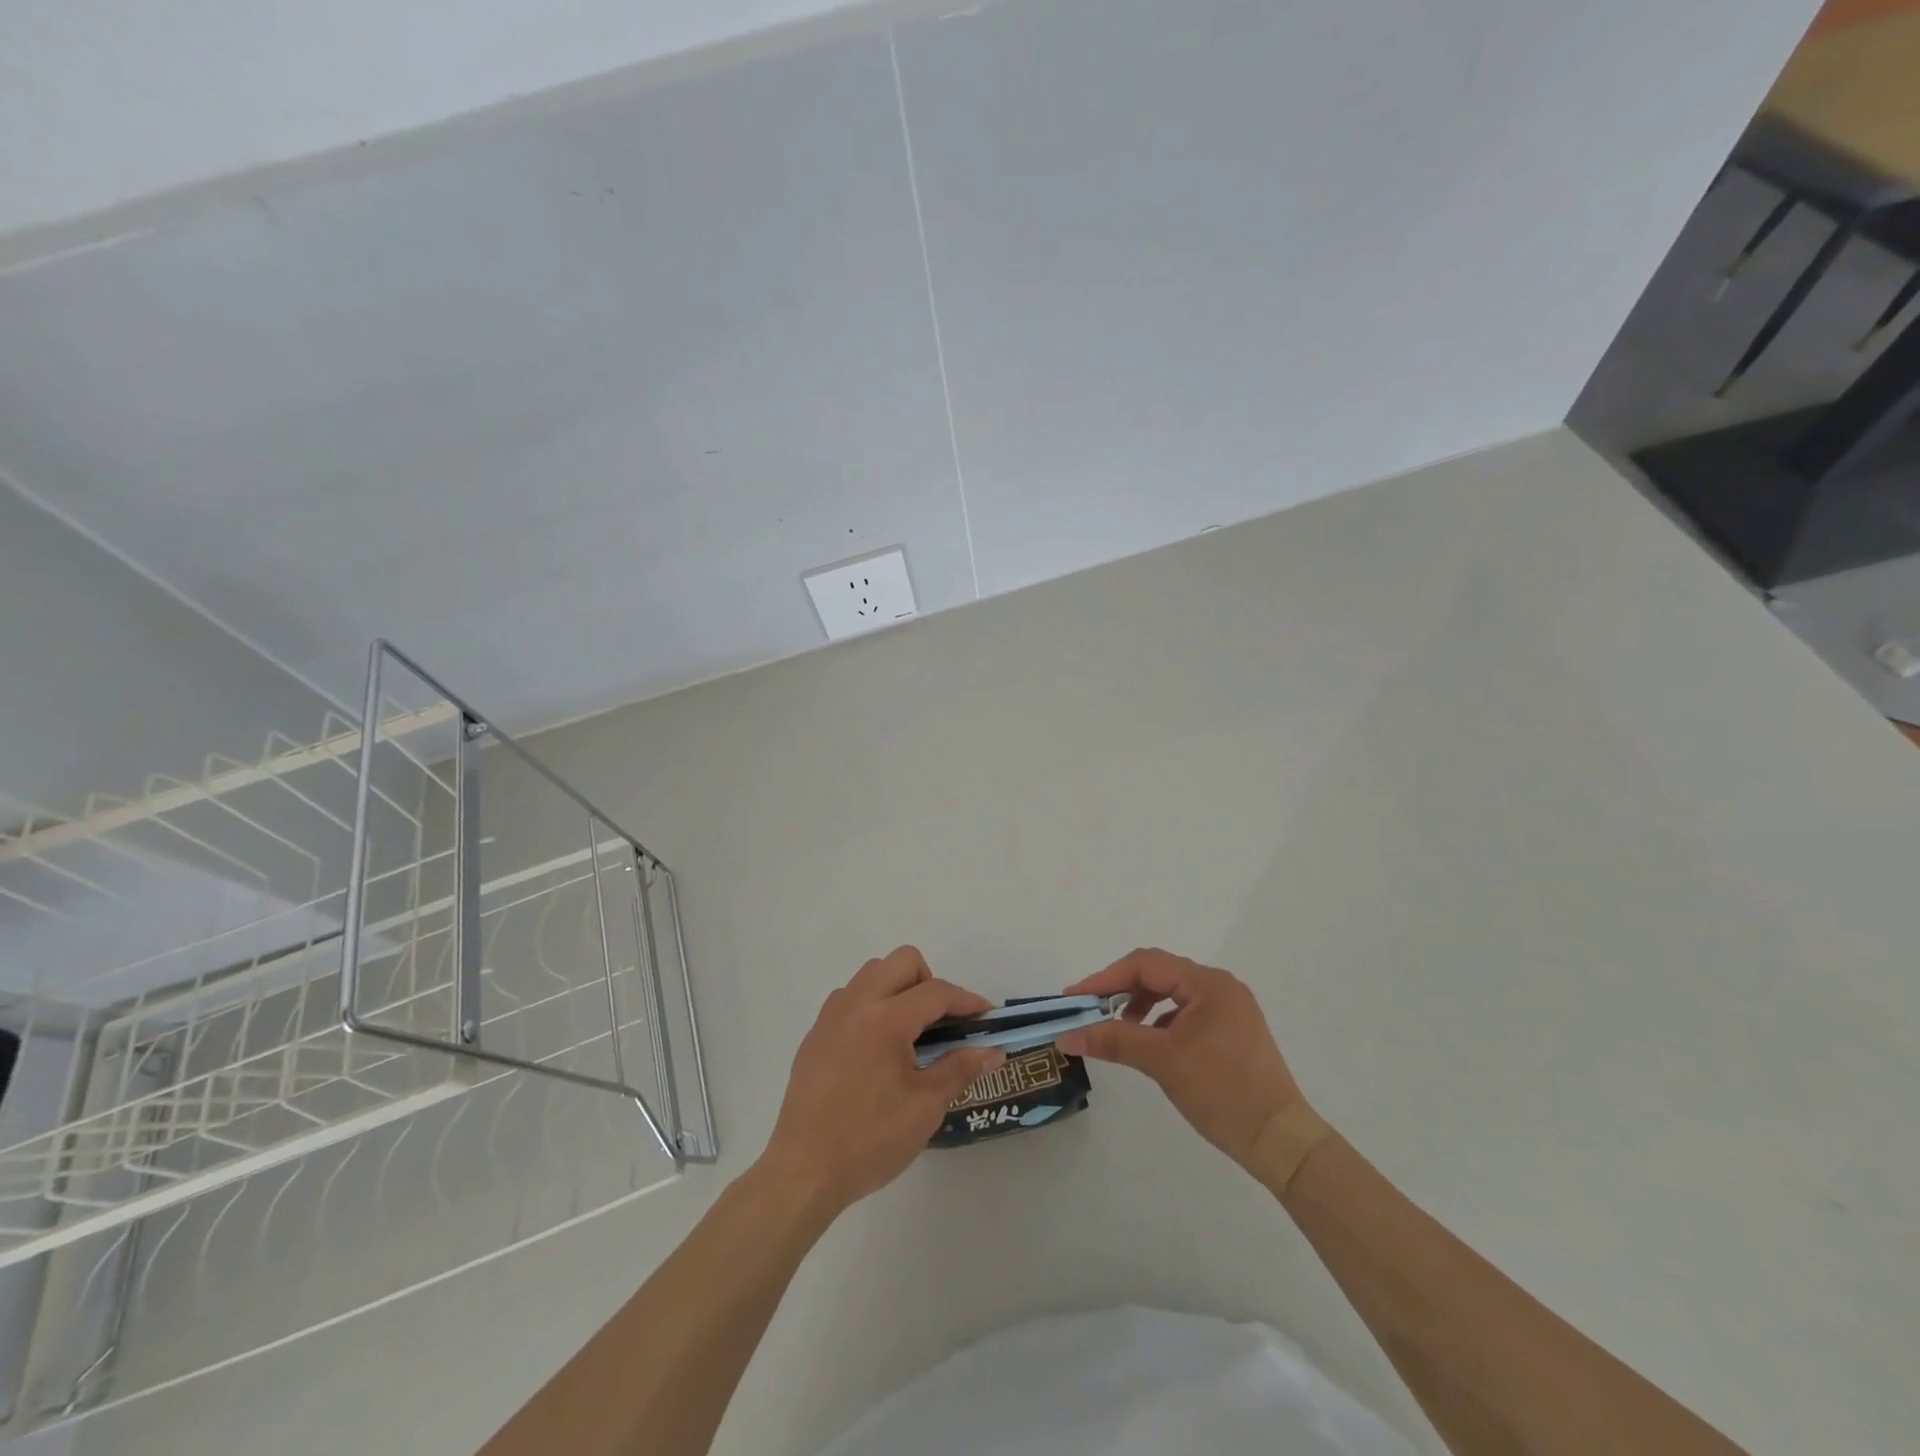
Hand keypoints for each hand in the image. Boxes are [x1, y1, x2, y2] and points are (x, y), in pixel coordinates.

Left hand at [761, 947, 1004, 1218]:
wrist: (803, 1172)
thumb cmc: (870, 1140)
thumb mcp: (925, 1107)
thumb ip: (960, 1068)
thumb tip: (993, 1051)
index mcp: (886, 1018)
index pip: (936, 992)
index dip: (967, 1001)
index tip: (987, 1016)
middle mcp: (856, 1004)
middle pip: (902, 962)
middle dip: (931, 982)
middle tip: (942, 1023)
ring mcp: (831, 1017)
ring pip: (872, 973)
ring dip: (899, 988)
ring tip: (910, 1033)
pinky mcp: (815, 1035)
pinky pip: (850, 998)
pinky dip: (872, 1006)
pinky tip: (878, 1049)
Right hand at [1058, 948, 1302, 1169]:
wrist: (1281, 1141)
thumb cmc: (1222, 1092)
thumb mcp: (1162, 1062)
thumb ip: (1113, 1040)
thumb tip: (1066, 1035)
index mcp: (1208, 983)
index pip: (1145, 964)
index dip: (1105, 978)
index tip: (1075, 999)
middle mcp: (1221, 987)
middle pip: (1158, 974)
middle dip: (1121, 991)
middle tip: (1090, 1012)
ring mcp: (1230, 1010)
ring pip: (1172, 994)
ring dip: (1140, 1006)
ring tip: (1118, 1030)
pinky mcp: (1233, 1032)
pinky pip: (1187, 1013)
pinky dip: (1161, 1022)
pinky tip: (1150, 1045)